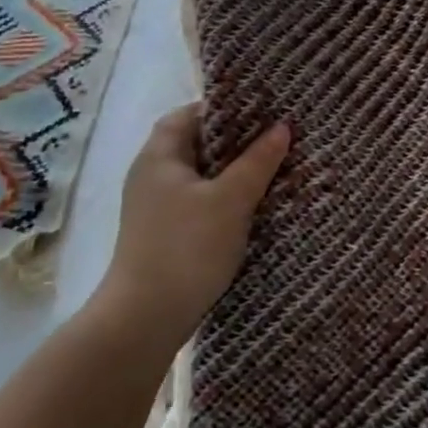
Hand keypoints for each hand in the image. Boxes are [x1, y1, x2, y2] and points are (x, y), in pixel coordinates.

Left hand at [97, 104, 290, 349]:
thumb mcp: (230, 200)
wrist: (145, 319)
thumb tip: (282, 127)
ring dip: (231, 174)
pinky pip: (198, 204)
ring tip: (272, 171)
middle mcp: (151, 176)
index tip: (262, 110)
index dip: (224, 109)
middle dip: (235, 142)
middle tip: (275, 139)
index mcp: (159, 156)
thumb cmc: (187, 248)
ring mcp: (154, 208)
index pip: (189, 114)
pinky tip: (251, 210)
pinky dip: (222, 200)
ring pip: (199, 177)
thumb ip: (257, 162)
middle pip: (196, 145)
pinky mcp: (163, 236)